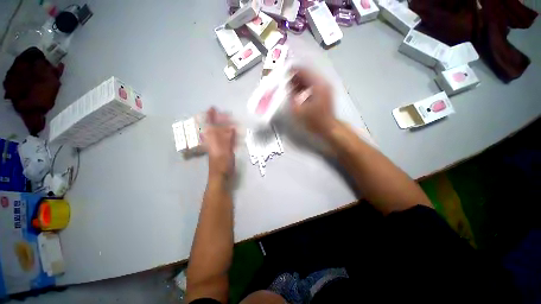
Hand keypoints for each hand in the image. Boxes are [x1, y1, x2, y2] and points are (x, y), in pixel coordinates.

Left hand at [203, 108, 236, 178]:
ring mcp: (218, 146)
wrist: (220, 177)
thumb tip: (231, 128)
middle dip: (220, 121)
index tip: (213, 108)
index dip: (211, 117)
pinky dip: (229, 136)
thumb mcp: (225, 151)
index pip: (211, 126)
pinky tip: (233, 134)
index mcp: (213, 141)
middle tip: (226, 115)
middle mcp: (214, 142)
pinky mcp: (223, 151)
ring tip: (232, 122)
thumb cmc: (222, 164)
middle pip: (215, 129)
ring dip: (226, 128)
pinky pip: (226, 141)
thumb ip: (228, 140)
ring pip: (221, 134)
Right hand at [289, 67, 336, 135]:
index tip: (283, 73)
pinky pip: (312, 85)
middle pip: (306, 73)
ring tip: (289, 87)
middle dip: (294, 77)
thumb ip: (291, 95)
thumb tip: (286, 85)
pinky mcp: (325, 92)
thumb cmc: (314, 121)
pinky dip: (304, 87)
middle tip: (284, 81)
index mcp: (318, 85)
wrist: (328, 128)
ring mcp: (325, 87)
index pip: (303, 70)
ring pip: (309, 79)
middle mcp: (323, 83)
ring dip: (298, 82)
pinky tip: (297, 92)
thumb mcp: (298, 110)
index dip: (292, 71)